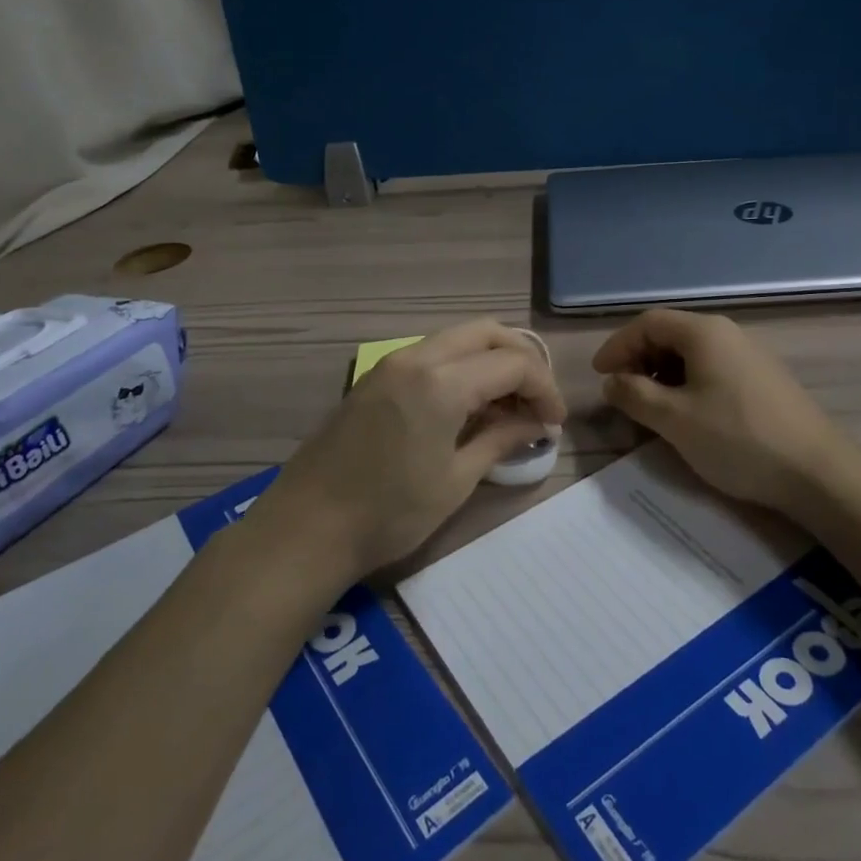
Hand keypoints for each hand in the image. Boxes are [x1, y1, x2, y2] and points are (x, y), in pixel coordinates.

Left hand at [256, 320, 566, 584]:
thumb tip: (535, 425)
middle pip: (487, 332)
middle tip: (536, 400)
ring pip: (458, 338)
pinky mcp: (375, 377)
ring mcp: (391, 363)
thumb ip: (500, 439)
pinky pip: (432, 354)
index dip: (544, 389)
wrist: (306, 528)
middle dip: (522, 359)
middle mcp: (417, 357)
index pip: (513, 363)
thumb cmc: (389, 513)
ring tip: (506, 405)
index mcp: (442, 382)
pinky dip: (461, 367)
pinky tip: (468, 406)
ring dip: (490, 360)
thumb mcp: (456, 480)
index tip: (554, 423)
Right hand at [593, 308, 854, 522]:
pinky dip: (687, 384)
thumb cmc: (738, 439)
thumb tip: (612, 382)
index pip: (648, 323)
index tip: (600, 376)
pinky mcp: (763, 380)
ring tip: (651, 407)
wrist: (818, 473)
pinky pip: (713, 369)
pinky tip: (688, 415)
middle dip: (639, 359)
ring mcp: (750, 356)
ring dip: (662, 374)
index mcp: (704, 332)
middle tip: (622, 393)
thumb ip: (634, 395)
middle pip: (670, 334)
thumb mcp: (674, 420)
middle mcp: (728, 334)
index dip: (618, 346)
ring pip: (692, 354)